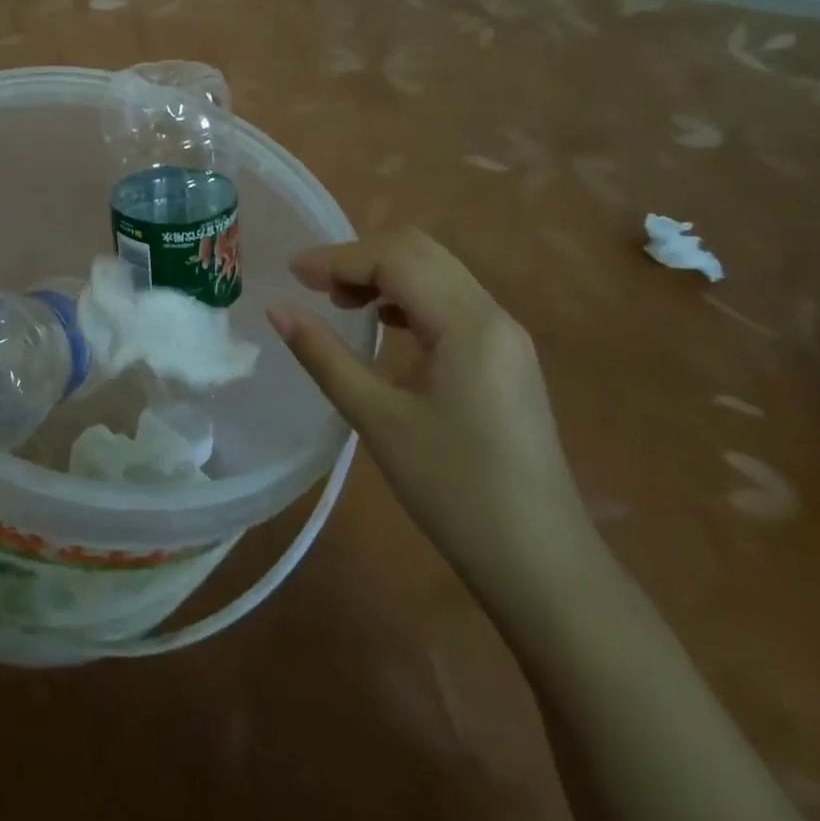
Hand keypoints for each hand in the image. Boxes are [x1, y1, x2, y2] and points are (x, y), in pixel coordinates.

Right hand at [268, 229, 594, 592]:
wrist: (543, 567)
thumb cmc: (455, 491)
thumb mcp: (378, 419)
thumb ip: (324, 356)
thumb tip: (276, 309)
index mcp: (469, 324)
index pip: (396, 259)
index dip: (339, 258)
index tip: (292, 273)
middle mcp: (493, 315)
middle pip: (421, 253)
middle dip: (361, 257)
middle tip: (315, 285)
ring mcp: (506, 337)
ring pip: (438, 273)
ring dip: (386, 273)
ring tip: (342, 302)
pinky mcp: (507, 358)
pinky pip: (452, 301)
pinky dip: (410, 296)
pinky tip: (385, 326)